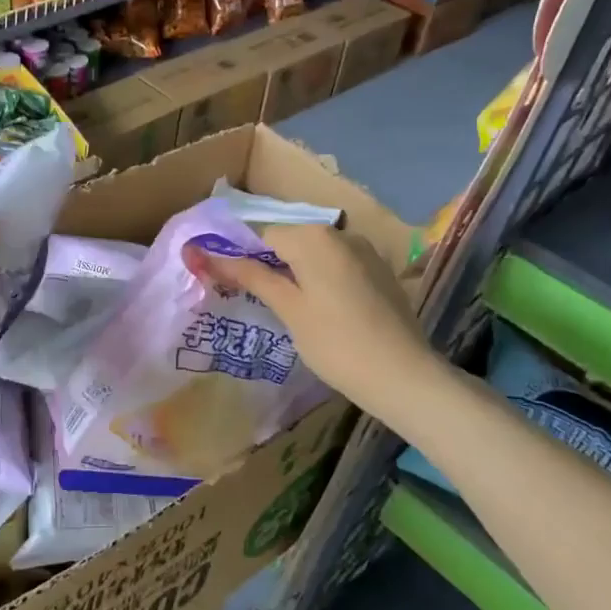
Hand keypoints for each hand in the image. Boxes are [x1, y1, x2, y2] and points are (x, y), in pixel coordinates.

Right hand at [185, 224, 432, 412]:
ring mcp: (365, 251)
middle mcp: (341, 233)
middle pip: (291, 241)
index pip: (263, 235)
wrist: (403, 376)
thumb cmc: (335, 343)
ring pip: (315, 254)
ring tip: (290, 309)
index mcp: (314, 237)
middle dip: (271, 265)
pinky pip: (338, 265)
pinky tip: (323, 311)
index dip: (243, 258)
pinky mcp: (380, 271)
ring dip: (297, 273)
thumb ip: (251, 276)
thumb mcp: (288, 309)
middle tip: (260, 302)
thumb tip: (207, 255)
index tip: (232, 285)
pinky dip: (323, 279)